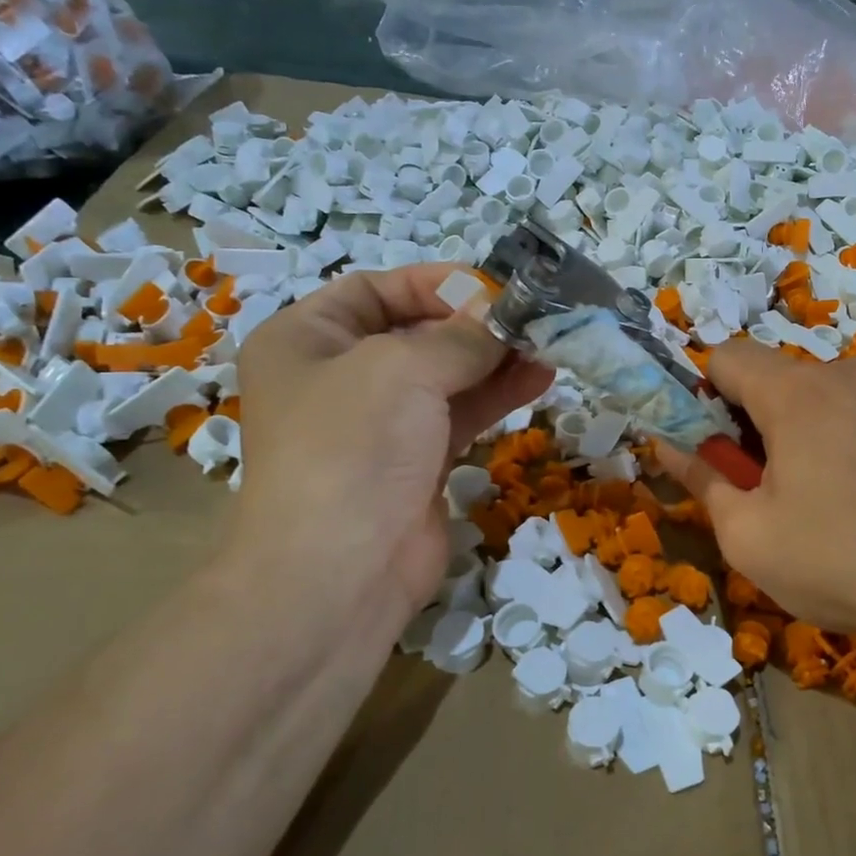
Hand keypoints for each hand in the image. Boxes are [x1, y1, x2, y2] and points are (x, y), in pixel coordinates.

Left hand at [229, 265, 551, 648]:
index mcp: (307, 339)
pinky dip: (497, 395)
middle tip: (534, 318)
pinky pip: (460, 414)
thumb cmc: (353, 448)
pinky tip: (539, 379)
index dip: (435, 283)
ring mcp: (380, 424)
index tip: (495, 287)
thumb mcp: (403, 369)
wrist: (340, 571)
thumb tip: (505, 318)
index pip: (375, 289)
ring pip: (446, 376)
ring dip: (496, 359)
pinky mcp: (416, 462)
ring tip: (549, 346)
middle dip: (476, 323)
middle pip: (417, 332)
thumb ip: (461, 336)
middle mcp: (340, 376)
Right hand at [657, 340, 855, 653]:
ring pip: (816, 394)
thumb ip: (700, 479)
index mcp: (796, 393)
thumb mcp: (748, 536)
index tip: (718, 450)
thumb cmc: (841, 564)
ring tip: (821, 498)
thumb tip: (664, 445)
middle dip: (754, 422)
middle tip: (768, 488)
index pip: (726, 355)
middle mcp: (845, 373)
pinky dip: (839, 436)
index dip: (705, 396)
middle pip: (773, 377)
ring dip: (798, 431)